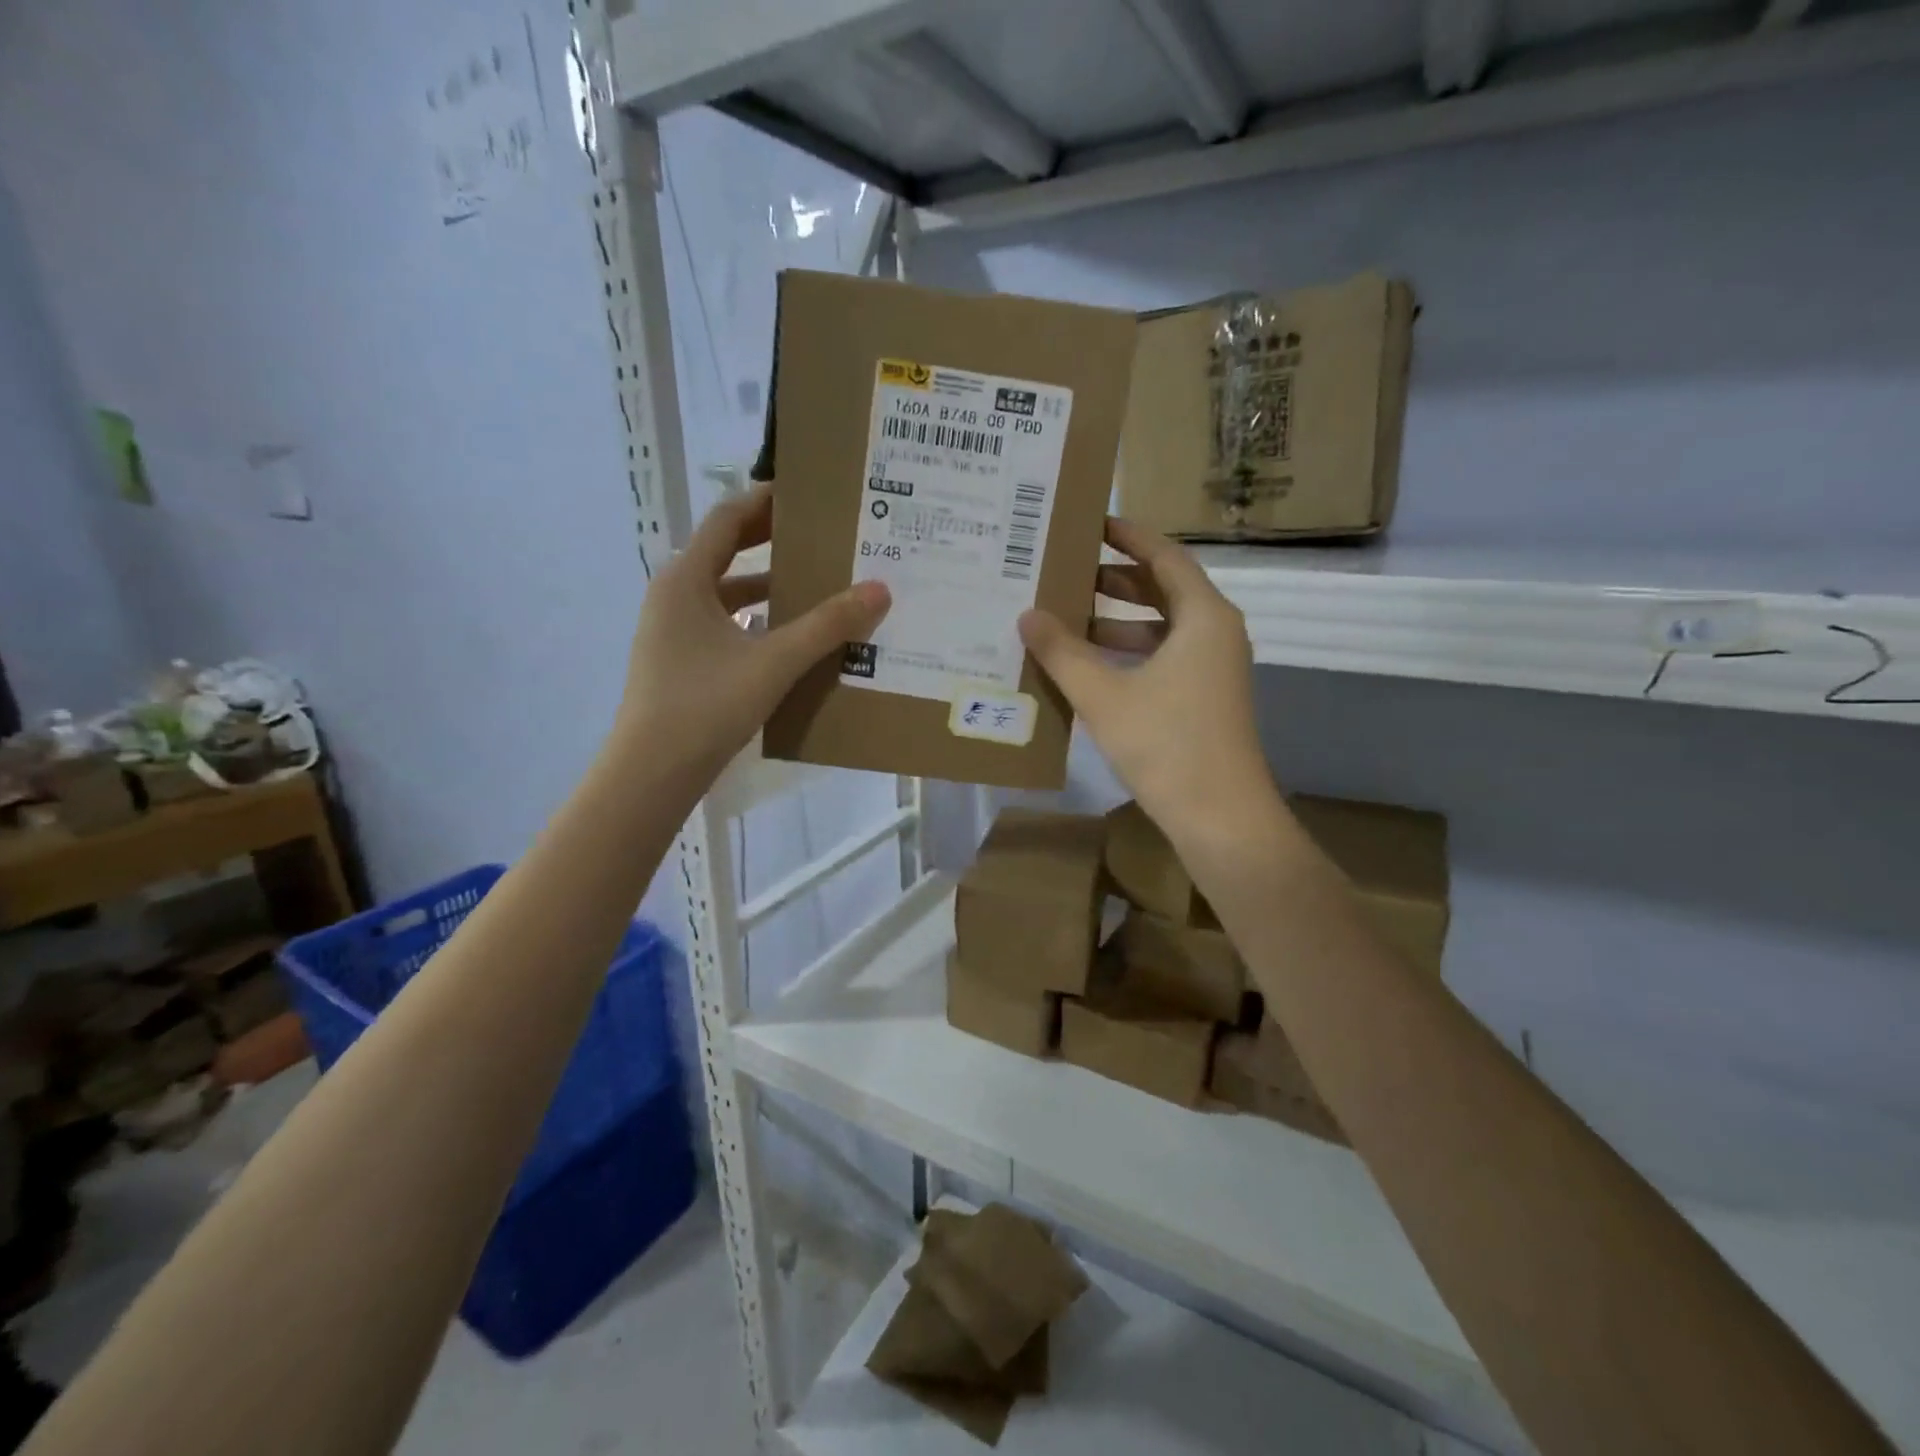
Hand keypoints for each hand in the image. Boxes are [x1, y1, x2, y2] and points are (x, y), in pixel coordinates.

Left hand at [616, 484, 889, 781]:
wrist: (652, 772)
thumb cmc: (706, 705)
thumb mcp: (773, 662)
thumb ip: (827, 625)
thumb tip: (879, 589)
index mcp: (686, 579)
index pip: (729, 518)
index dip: (768, 500)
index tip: (810, 492)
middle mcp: (676, 595)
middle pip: (728, 552)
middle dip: (774, 541)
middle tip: (823, 533)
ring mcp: (676, 630)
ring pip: (729, 593)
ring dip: (771, 586)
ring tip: (821, 584)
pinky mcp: (684, 660)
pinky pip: (728, 625)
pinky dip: (760, 621)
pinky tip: (794, 637)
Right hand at [1017, 518, 1280, 861]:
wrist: (1221, 818)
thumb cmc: (1166, 745)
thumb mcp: (1104, 695)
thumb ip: (1063, 652)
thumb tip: (1027, 615)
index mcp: (1203, 617)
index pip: (1165, 556)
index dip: (1129, 536)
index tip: (1092, 522)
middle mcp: (1215, 634)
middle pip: (1163, 589)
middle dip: (1116, 579)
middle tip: (1066, 569)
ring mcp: (1213, 669)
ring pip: (1161, 628)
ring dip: (1117, 620)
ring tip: (1066, 616)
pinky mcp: (1204, 699)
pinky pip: (1163, 658)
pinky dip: (1128, 653)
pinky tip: (1088, 666)